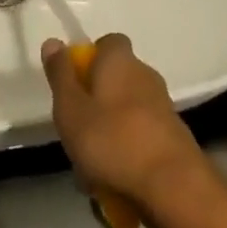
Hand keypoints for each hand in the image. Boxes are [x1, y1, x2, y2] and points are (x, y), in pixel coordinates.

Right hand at [41, 33, 217, 227]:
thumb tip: (53, 41)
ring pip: (125, 113)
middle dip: (95, 104)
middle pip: (114, 80)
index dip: (89, 59)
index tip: (74, 86)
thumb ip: (60, 75)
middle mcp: (145, 75)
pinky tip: (115, 184)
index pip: (107, 43)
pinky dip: (127, 154)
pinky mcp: (173, 137)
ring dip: (108, 134)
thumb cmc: (112, 141)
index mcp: (120, 61)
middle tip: (76, 134)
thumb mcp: (71, 109)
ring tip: (92, 170)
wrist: (173, 186)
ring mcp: (162, 107)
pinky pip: (140, 138)